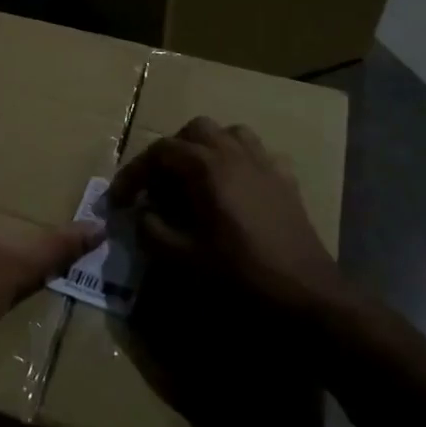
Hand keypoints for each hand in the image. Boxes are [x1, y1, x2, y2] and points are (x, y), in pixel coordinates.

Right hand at [109, 117, 337, 312]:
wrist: (306, 296)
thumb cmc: (240, 276)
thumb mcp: (182, 259)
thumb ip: (152, 230)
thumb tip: (142, 214)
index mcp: (207, 167)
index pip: (159, 152)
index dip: (133, 173)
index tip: (119, 201)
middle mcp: (235, 153)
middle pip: (195, 130)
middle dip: (171, 152)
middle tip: (158, 186)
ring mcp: (265, 164)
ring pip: (230, 134)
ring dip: (206, 149)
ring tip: (195, 180)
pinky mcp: (287, 181)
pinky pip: (258, 155)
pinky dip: (239, 163)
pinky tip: (234, 191)